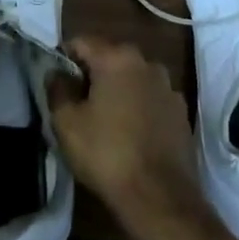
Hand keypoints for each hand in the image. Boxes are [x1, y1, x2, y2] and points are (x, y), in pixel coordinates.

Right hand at [47, 37, 199, 226]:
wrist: (160, 198)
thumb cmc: (107, 153)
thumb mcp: (67, 123)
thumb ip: (57, 89)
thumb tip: (56, 73)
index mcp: (117, 58)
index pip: (81, 42)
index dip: (64, 58)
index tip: (57, 81)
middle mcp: (147, 63)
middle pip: (110, 58)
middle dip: (92, 74)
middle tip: (77, 102)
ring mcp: (169, 88)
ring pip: (133, 79)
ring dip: (118, 90)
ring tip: (105, 120)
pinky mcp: (181, 113)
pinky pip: (151, 99)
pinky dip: (139, 107)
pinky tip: (131, 133)